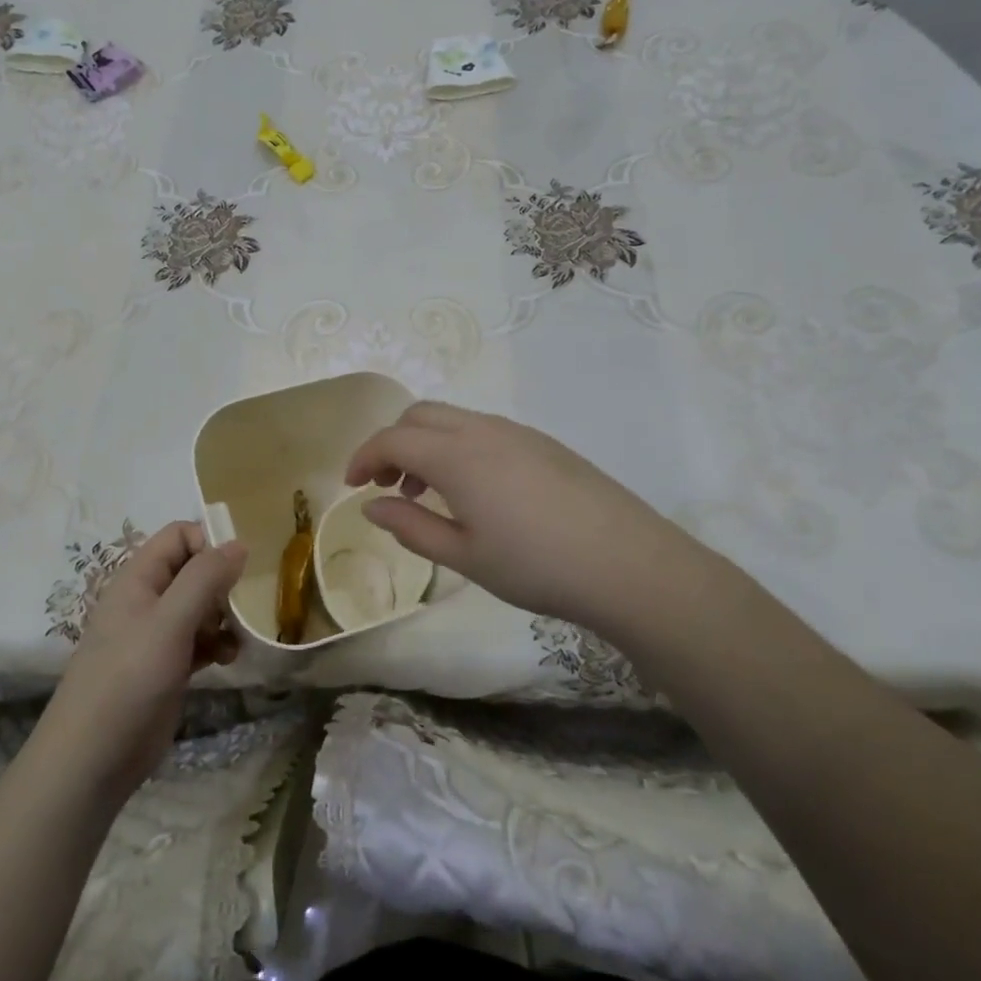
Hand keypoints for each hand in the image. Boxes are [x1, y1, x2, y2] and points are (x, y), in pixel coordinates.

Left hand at [41, 522, 243, 799]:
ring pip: (200, 606)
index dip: (208, 543)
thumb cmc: (128, 680)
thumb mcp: (169, 622)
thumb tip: (238, 543)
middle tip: (243, 606)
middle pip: (193, 570)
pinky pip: (199, 640)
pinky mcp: (167, 666)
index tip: (235, 571)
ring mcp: (156, 635)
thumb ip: (204, 579)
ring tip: (239, 637)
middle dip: (222, 583)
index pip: (179, 536)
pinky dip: (217, 644)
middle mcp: (147, 599)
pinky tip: (229, 660)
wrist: (91, 760)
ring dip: (224, 616)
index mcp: (138, 578)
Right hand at [346, 401, 703, 628]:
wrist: (627, 563)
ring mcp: (517, 432)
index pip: (392, 438)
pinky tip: (474, 491)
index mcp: (456, 455)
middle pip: (420, 415)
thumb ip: (410, 527)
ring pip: (453, 418)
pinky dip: (458, 446)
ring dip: (426, 444)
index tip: (352, 486)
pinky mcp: (543, 443)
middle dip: (393, 443)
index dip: (364, 457)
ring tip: (428, 492)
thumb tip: (372, 506)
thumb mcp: (464, 556)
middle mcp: (482, 429)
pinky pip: (483, 429)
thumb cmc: (536, 565)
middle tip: (388, 486)